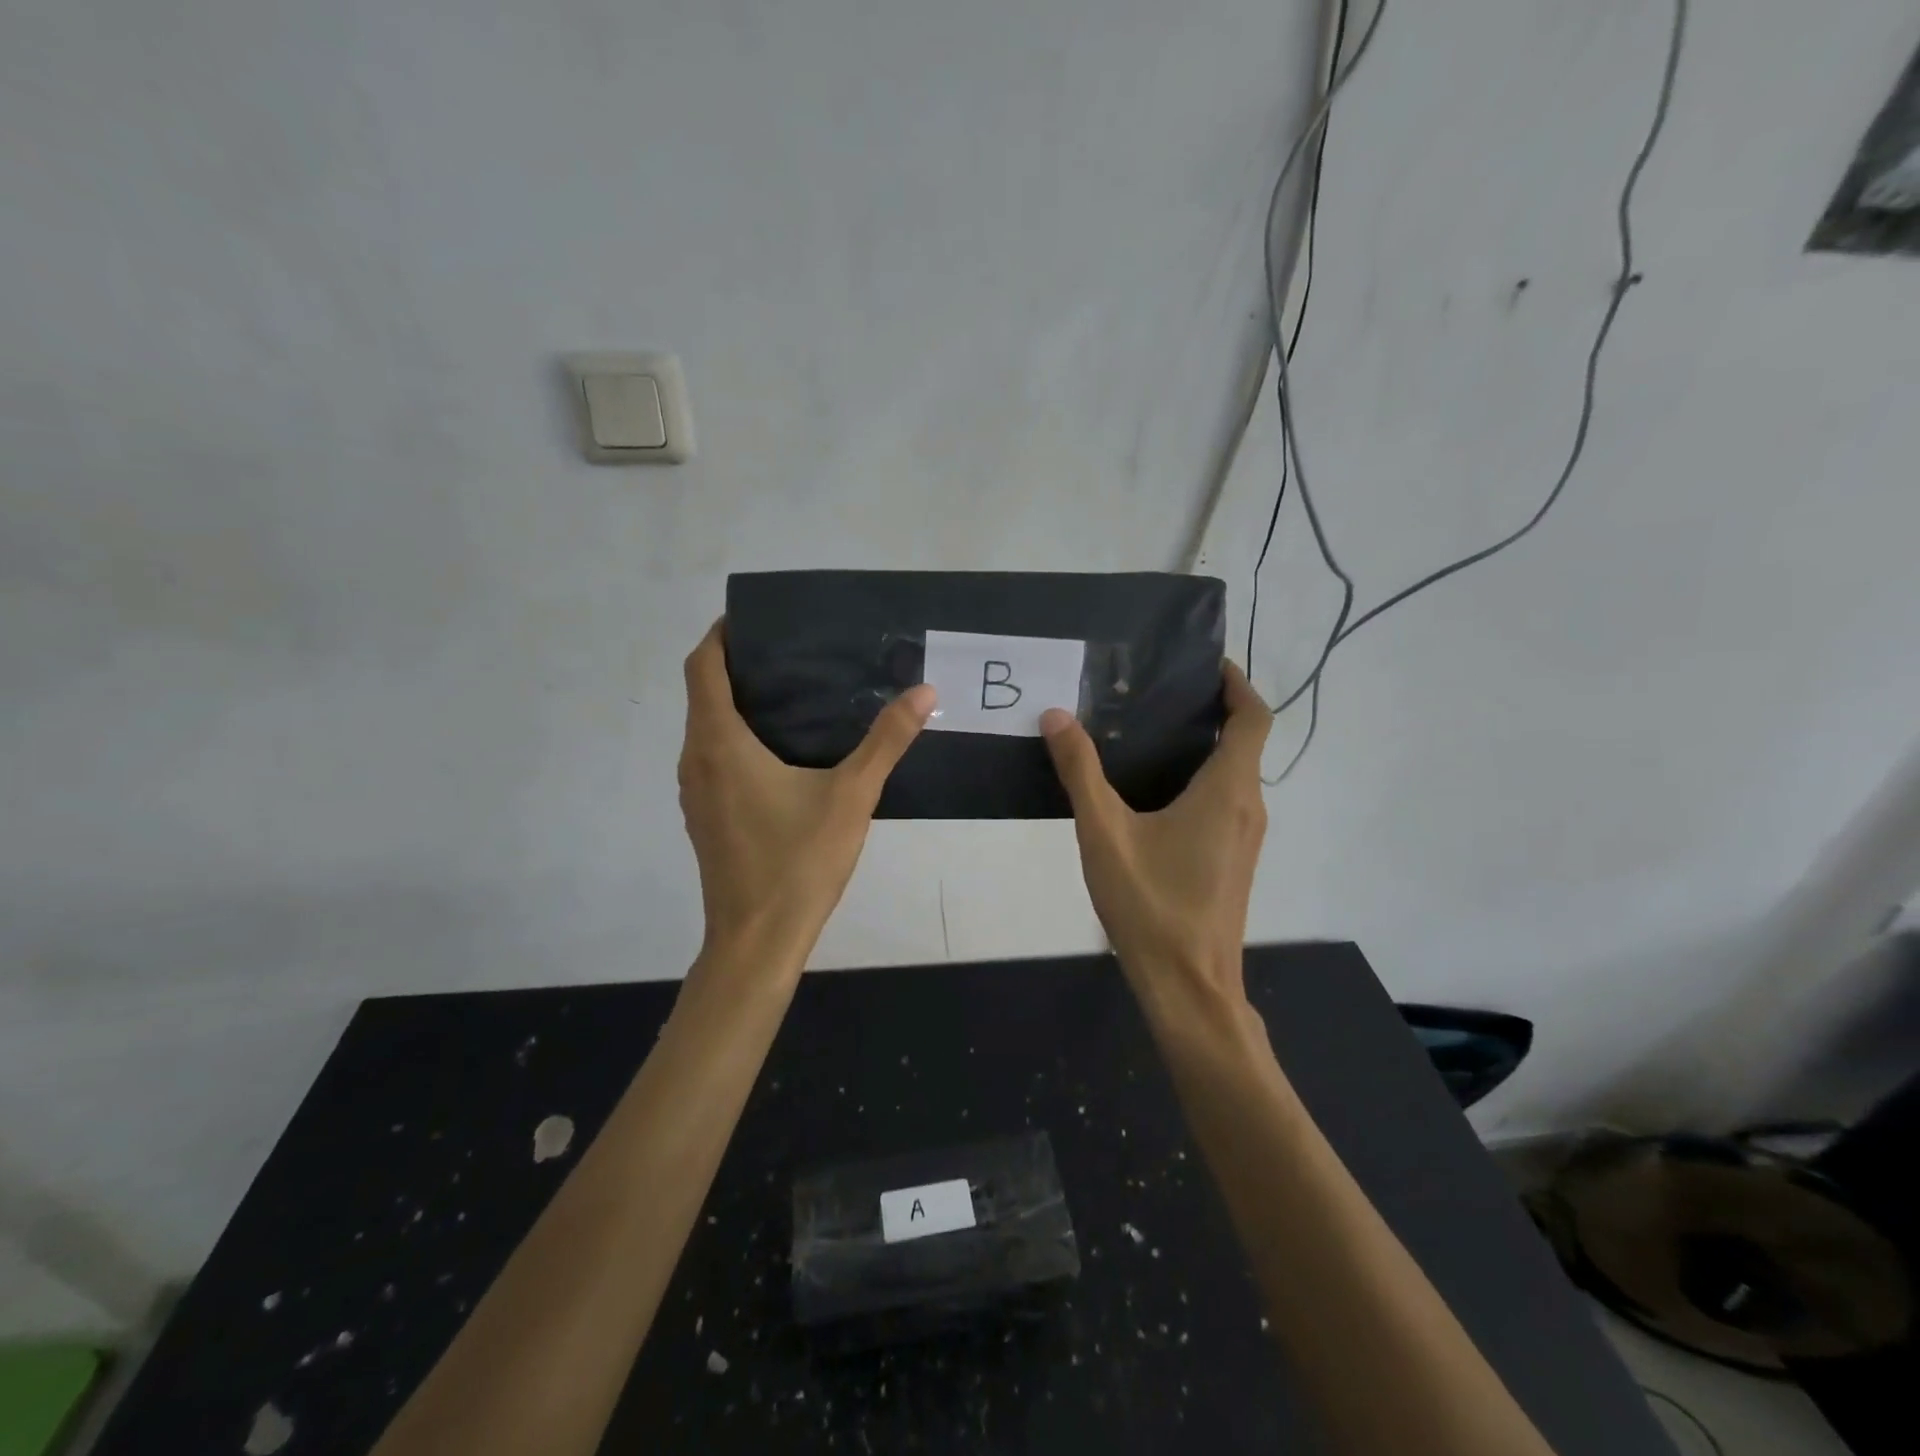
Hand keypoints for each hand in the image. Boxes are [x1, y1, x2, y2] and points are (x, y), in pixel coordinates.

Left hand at [678, 620, 936, 967]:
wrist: (756, 941)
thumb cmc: (798, 863)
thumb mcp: (851, 797)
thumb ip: (886, 741)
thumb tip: (924, 693)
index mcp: (720, 743)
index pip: (703, 666)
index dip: (723, 634)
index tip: (759, 620)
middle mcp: (695, 759)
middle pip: (703, 693)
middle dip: (738, 665)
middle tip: (793, 653)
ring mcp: (694, 791)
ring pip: (706, 727)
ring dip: (736, 702)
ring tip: (793, 694)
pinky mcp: (704, 815)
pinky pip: (712, 756)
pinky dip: (736, 736)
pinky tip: (781, 751)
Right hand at [1040, 662, 1271, 1005]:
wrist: (1188, 986)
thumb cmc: (1151, 905)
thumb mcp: (1104, 833)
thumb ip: (1080, 772)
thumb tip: (1056, 716)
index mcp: (1228, 790)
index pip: (1252, 717)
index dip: (1236, 683)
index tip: (1206, 663)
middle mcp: (1248, 806)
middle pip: (1243, 742)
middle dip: (1209, 710)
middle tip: (1154, 692)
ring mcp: (1245, 836)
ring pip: (1234, 774)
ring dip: (1203, 746)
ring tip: (1146, 731)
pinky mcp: (1233, 859)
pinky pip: (1225, 801)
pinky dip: (1200, 778)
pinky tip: (1151, 791)